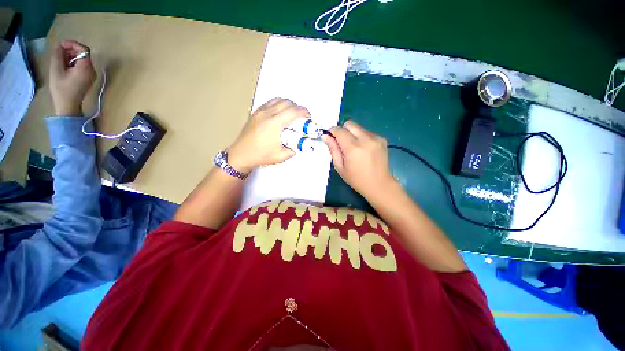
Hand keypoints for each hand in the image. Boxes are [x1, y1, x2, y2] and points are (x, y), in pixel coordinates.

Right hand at [49, 40, 95, 115]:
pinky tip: (64, 65)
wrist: (68, 106)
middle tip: (58, 51)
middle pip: (84, 54)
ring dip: (71, 56)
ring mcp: (91, 75)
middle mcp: (92, 71)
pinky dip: (73, 62)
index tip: (61, 44)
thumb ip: (57, 55)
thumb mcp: (56, 70)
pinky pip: (82, 66)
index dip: (73, 44)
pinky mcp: (87, 79)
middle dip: (71, 50)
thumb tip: (58, 44)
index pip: (84, 50)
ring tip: (59, 59)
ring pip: (82, 59)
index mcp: (86, 68)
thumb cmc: (61, 89)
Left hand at [227, 98, 309, 172]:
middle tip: (303, 117)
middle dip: (298, 108)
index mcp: (273, 124)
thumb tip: (303, 143)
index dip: (303, 112)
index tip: (309, 116)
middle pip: (287, 103)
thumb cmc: (260, 155)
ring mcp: (260, 112)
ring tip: (293, 114)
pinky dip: (279, 104)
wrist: (241, 154)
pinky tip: (281, 112)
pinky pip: (270, 102)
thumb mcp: (281, 156)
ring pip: (278, 100)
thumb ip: (295, 149)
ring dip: (289, 104)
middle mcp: (266, 114)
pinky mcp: (256, 112)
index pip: (292, 112)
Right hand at [322, 121, 394, 198]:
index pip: (339, 130)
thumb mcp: (340, 167)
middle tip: (342, 143)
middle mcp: (365, 139)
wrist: (379, 185)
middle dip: (343, 130)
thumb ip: (333, 149)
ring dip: (352, 134)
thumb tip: (325, 136)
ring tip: (354, 149)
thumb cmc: (356, 179)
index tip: (330, 137)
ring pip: (358, 127)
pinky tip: (363, 149)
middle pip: (349, 124)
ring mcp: (375, 138)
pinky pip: (366, 132)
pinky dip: (361, 137)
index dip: (332, 131)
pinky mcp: (382, 139)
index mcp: (353, 148)